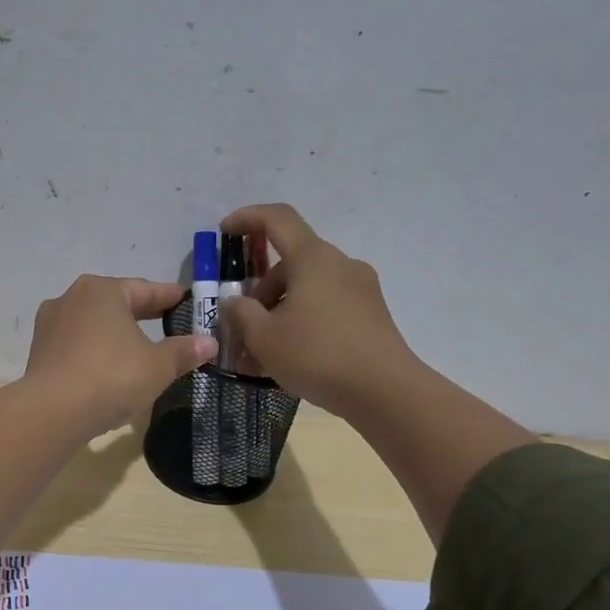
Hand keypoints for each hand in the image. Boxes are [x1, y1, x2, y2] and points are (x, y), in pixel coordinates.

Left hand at [24, 276, 217, 436]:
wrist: (52, 413)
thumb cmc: (112, 377)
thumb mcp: (157, 366)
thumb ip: (183, 352)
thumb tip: (209, 342)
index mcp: (101, 291)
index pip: (144, 290)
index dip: (169, 297)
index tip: (187, 300)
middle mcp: (71, 299)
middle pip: (115, 304)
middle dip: (141, 315)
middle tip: (167, 322)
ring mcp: (50, 326)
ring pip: (93, 325)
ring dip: (115, 335)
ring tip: (137, 347)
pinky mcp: (39, 353)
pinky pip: (77, 347)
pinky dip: (95, 353)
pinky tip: (108, 368)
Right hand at [218, 204, 417, 414]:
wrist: (384, 391)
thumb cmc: (316, 355)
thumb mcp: (263, 337)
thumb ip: (241, 314)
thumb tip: (236, 302)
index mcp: (313, 258)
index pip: (277, 219)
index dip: (247, 218)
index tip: (225, 231)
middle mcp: (340, 264)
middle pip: (291, 262)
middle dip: (261, 289)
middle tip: (242, 325)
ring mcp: (361, 289)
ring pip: (309, 287)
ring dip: (281, 309)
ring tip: (263, 350)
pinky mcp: (371, 314)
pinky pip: (327, 306)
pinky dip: (304, 320)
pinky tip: (292, 356)